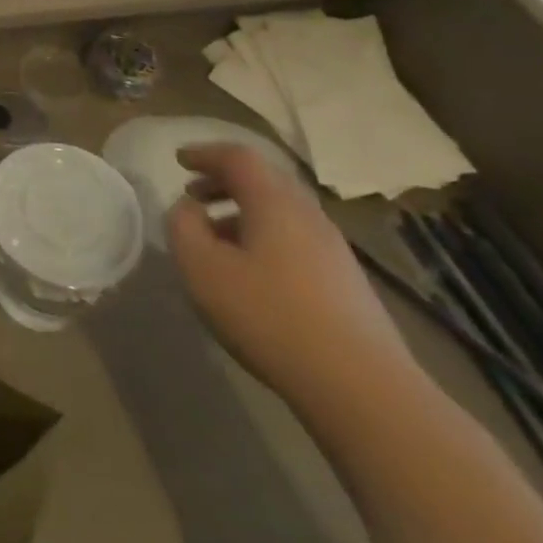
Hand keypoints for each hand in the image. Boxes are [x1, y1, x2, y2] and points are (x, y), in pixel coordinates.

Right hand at [167, 144, 418, 418]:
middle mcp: (308, 214)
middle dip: (224, 182)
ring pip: (281, 213)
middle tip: (194, 195)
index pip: (238, 157)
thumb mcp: (202, 268)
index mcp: (274, 201)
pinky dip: (265, 239)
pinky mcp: (347, 284)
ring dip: (244, 214)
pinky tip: (251, 274)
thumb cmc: (270, 315)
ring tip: (216, 238)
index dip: (205, 153)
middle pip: (264, 181)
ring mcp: (334, 250)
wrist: (362, 389)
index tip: (180, 160)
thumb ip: (184, 226)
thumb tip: (189, 208)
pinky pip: (296, 240)